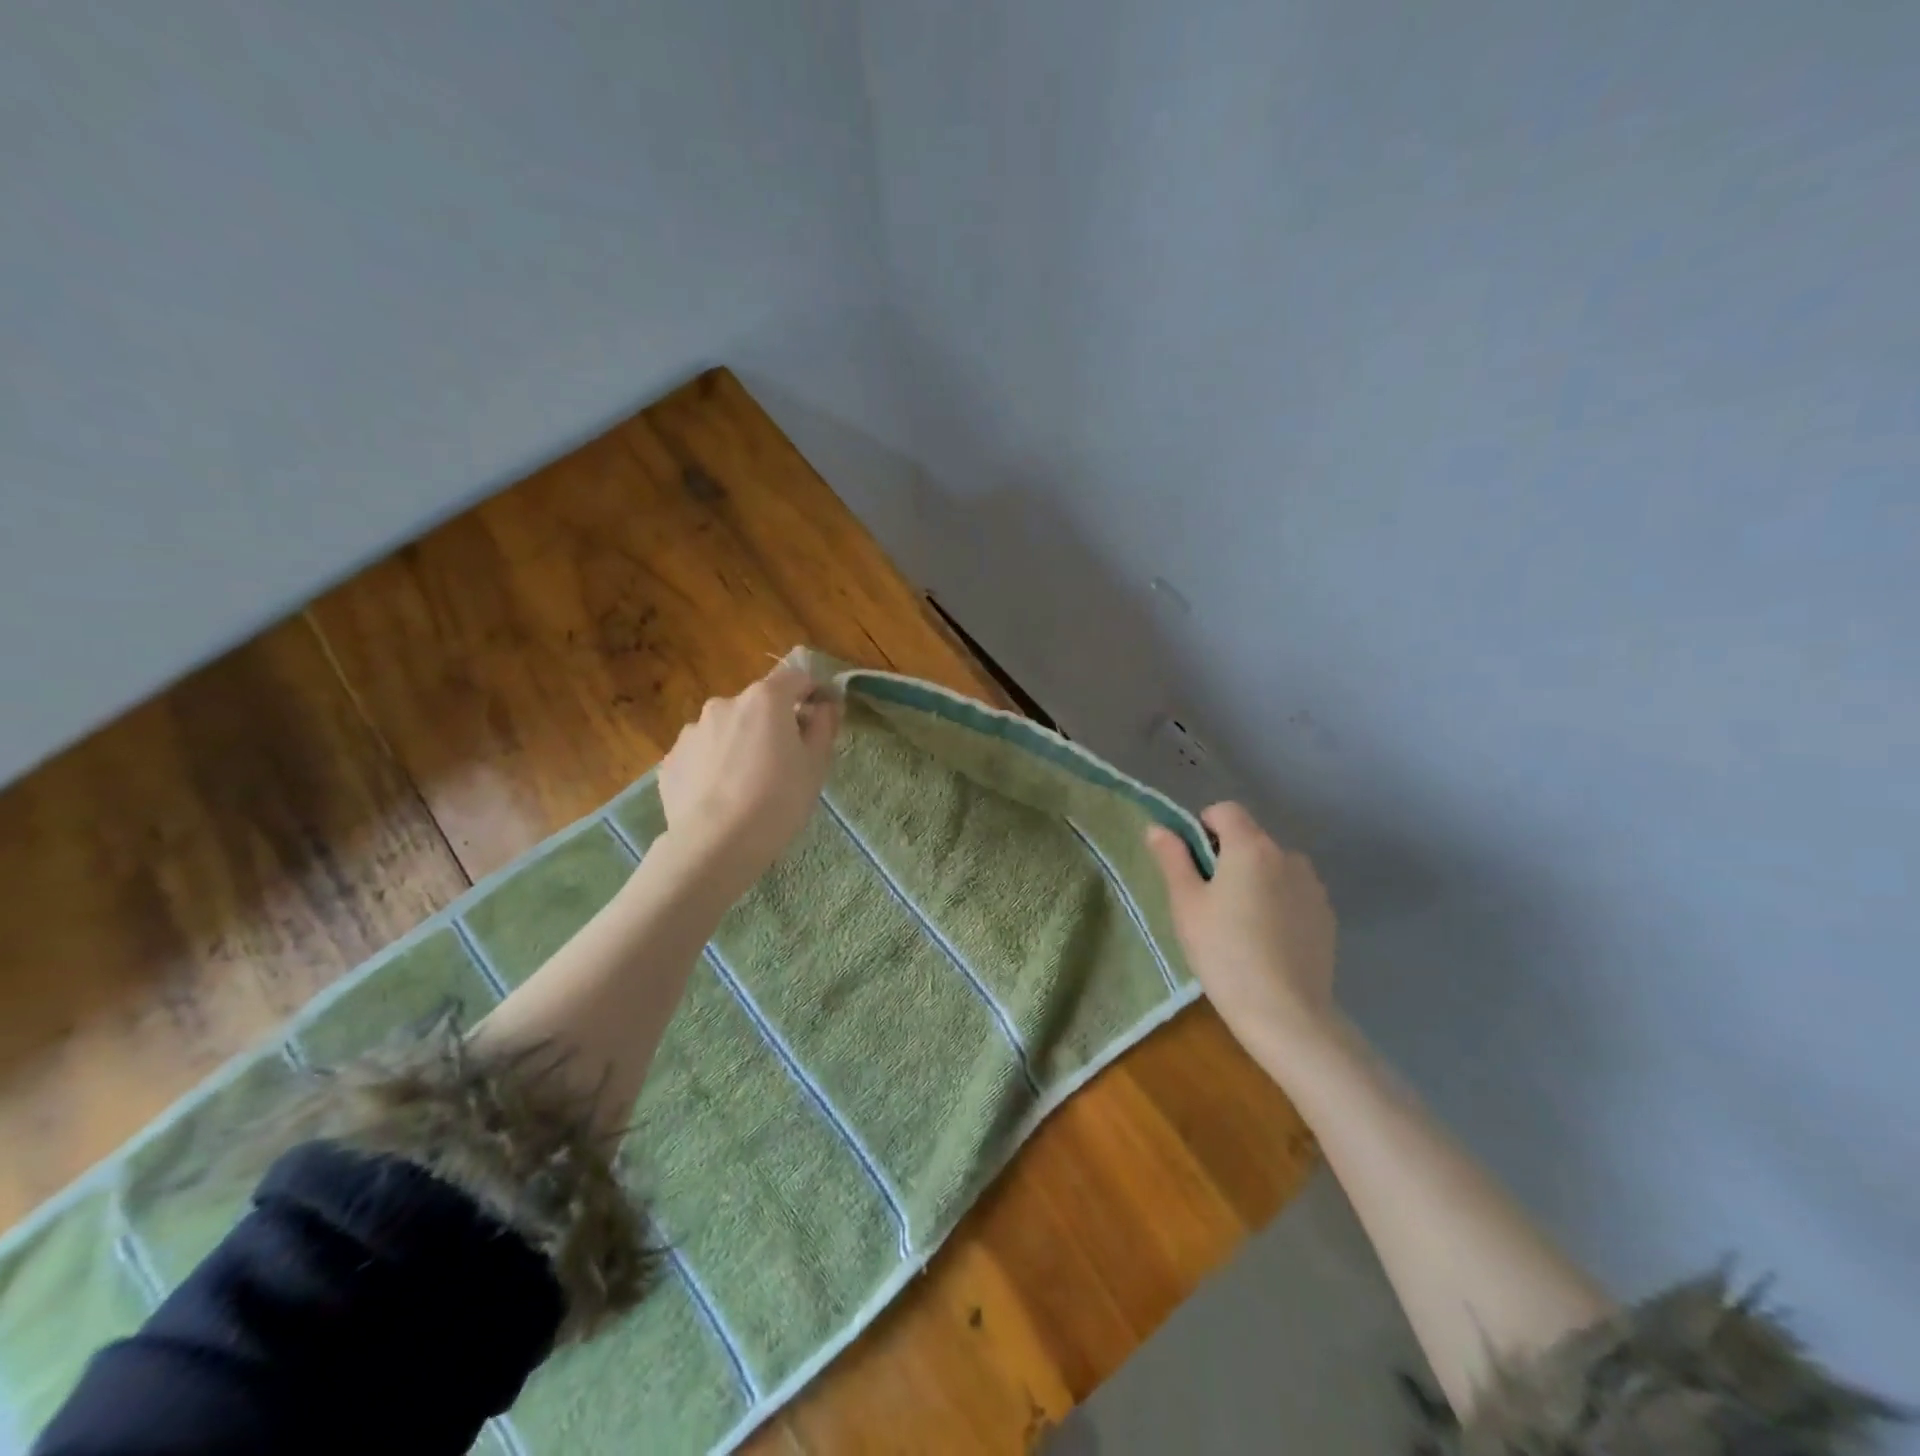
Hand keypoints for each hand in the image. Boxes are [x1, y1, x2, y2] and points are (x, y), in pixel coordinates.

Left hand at [658, 660, 841, 886]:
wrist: (716, 845)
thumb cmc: (778, 800)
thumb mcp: (816, 765)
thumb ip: (824, 725)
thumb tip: (825, 705)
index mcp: (765, 699)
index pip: (796, 677)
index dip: (814, 692)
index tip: (824, 716)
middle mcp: (724, 704)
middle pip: (758, 705)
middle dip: (774, 723)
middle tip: (786, 761)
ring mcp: (691, 731)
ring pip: (727, 730)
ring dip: (741, 744)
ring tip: (748, 784)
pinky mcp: (670, 761)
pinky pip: (702, 755)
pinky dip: (715, 766)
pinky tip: (722, 797)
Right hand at [1145, 802, 1338, 1057]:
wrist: (1286, 1013)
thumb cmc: (1224, 952)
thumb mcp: (1186, 904)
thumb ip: (1172, 858)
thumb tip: (1158, 828)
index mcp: (1251, 847)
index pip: (1225, 811)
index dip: (1203, 827)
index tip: (1192, 865)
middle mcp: (1287, 855)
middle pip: (1250, 839)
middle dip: (1228, 858)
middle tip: (1210, 902)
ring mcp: (1312, 886)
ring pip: (1273, 866)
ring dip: (1255, 879)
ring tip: (1241, 924)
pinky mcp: (1326, 915)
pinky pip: (1293, 892)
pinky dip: (1277, 902)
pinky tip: (1267, 941)